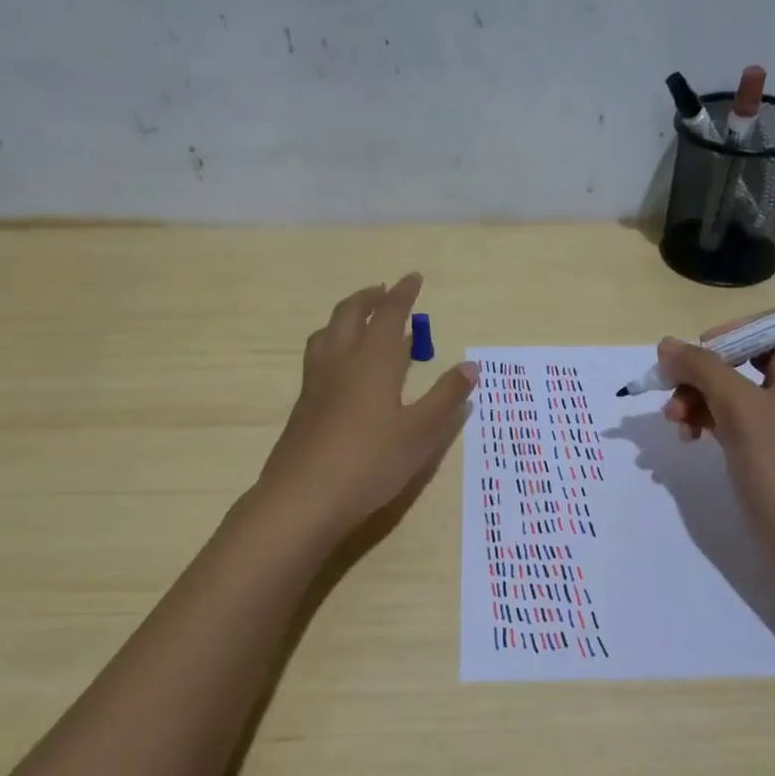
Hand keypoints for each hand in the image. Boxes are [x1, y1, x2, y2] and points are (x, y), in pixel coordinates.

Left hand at [256, 274, 476, 539]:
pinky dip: (333, 342)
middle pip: (350, 314)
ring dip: (345, 317)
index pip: (389, 314)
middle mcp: (341, 360)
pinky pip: (318, 355)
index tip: (413, 277)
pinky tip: (341, 367)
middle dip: (369, 297)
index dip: (403, 294)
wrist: (304, 498)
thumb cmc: (371, 462)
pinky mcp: (303, 404)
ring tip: (359, 321)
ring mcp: (316, 382)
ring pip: (327, 332)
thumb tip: (471, 366)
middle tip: (385, 292)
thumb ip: (446, 397)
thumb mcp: (420, 433)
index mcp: (373, 360)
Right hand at [658, 329, 774, 575]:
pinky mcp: (761, 447)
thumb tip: (666, 344)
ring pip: (728, 389)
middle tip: (673, 386)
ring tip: (674, 421)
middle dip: (703, 370)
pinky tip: (686, 438)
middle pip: (742, 357)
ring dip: (695, 397)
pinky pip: (726, 418)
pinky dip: (703, 421)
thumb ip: (702, 369)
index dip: (739, 329)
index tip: (704, 347)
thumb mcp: (739, 409)